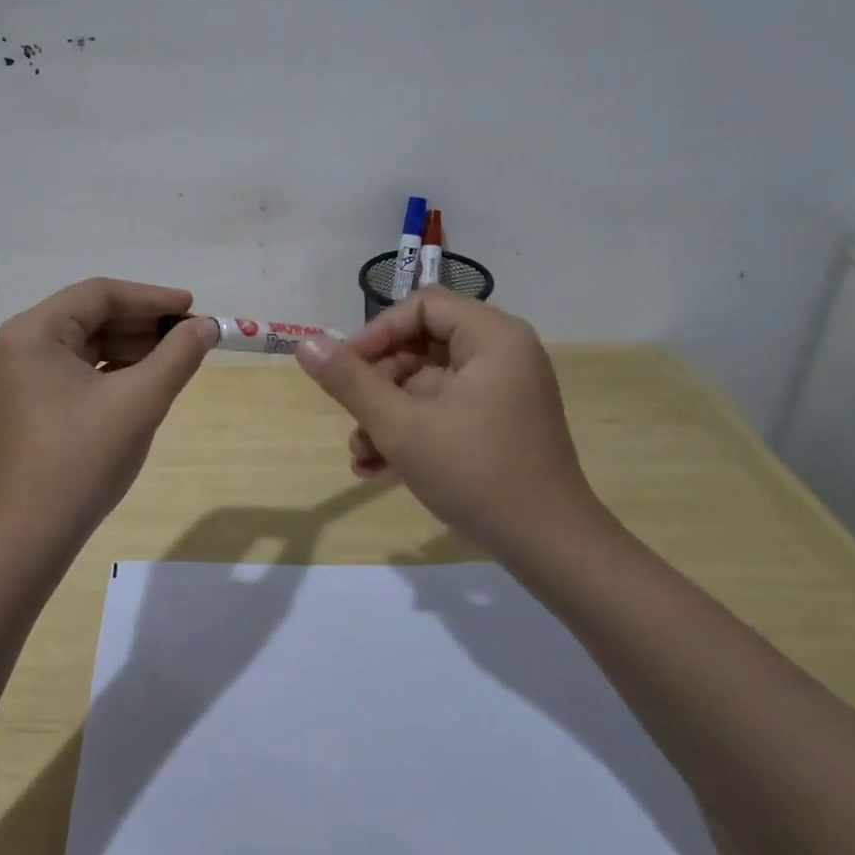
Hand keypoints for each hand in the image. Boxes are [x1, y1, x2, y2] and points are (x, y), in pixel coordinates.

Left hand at [0, 278, 216, 547]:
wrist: (32, 533)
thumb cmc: (83, 458)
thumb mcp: (140, 401)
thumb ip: (178, 356)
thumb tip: (207, 326)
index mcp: (33, 332)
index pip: (99, 294)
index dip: (152, 298)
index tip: (193, 308)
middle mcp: (22, 344)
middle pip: (92, 315)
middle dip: (144, 323)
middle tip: (192, 335)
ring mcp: (24, 375)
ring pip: (88, 343)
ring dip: (133, 346)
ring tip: (178, 357)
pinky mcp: (33, 402)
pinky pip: (80, 369)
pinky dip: (115, 369)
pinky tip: (148, 379)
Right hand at [293, 288, 616, 566]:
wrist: (550, 547)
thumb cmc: (476, 473)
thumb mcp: (401, 426)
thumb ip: (350, 381)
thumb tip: (304, 343)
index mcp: (492, 337)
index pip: (421, 307)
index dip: (376, 333)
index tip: (344, 369)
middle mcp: (502, 354)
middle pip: (422, 346)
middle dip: (377, 385)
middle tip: (351, 419)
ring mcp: (503, 391)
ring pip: (427, 385)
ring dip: (387, 415)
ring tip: (360, 456)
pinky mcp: (499, 424)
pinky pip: (445, 410)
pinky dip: (413, 431)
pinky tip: (378, 468)